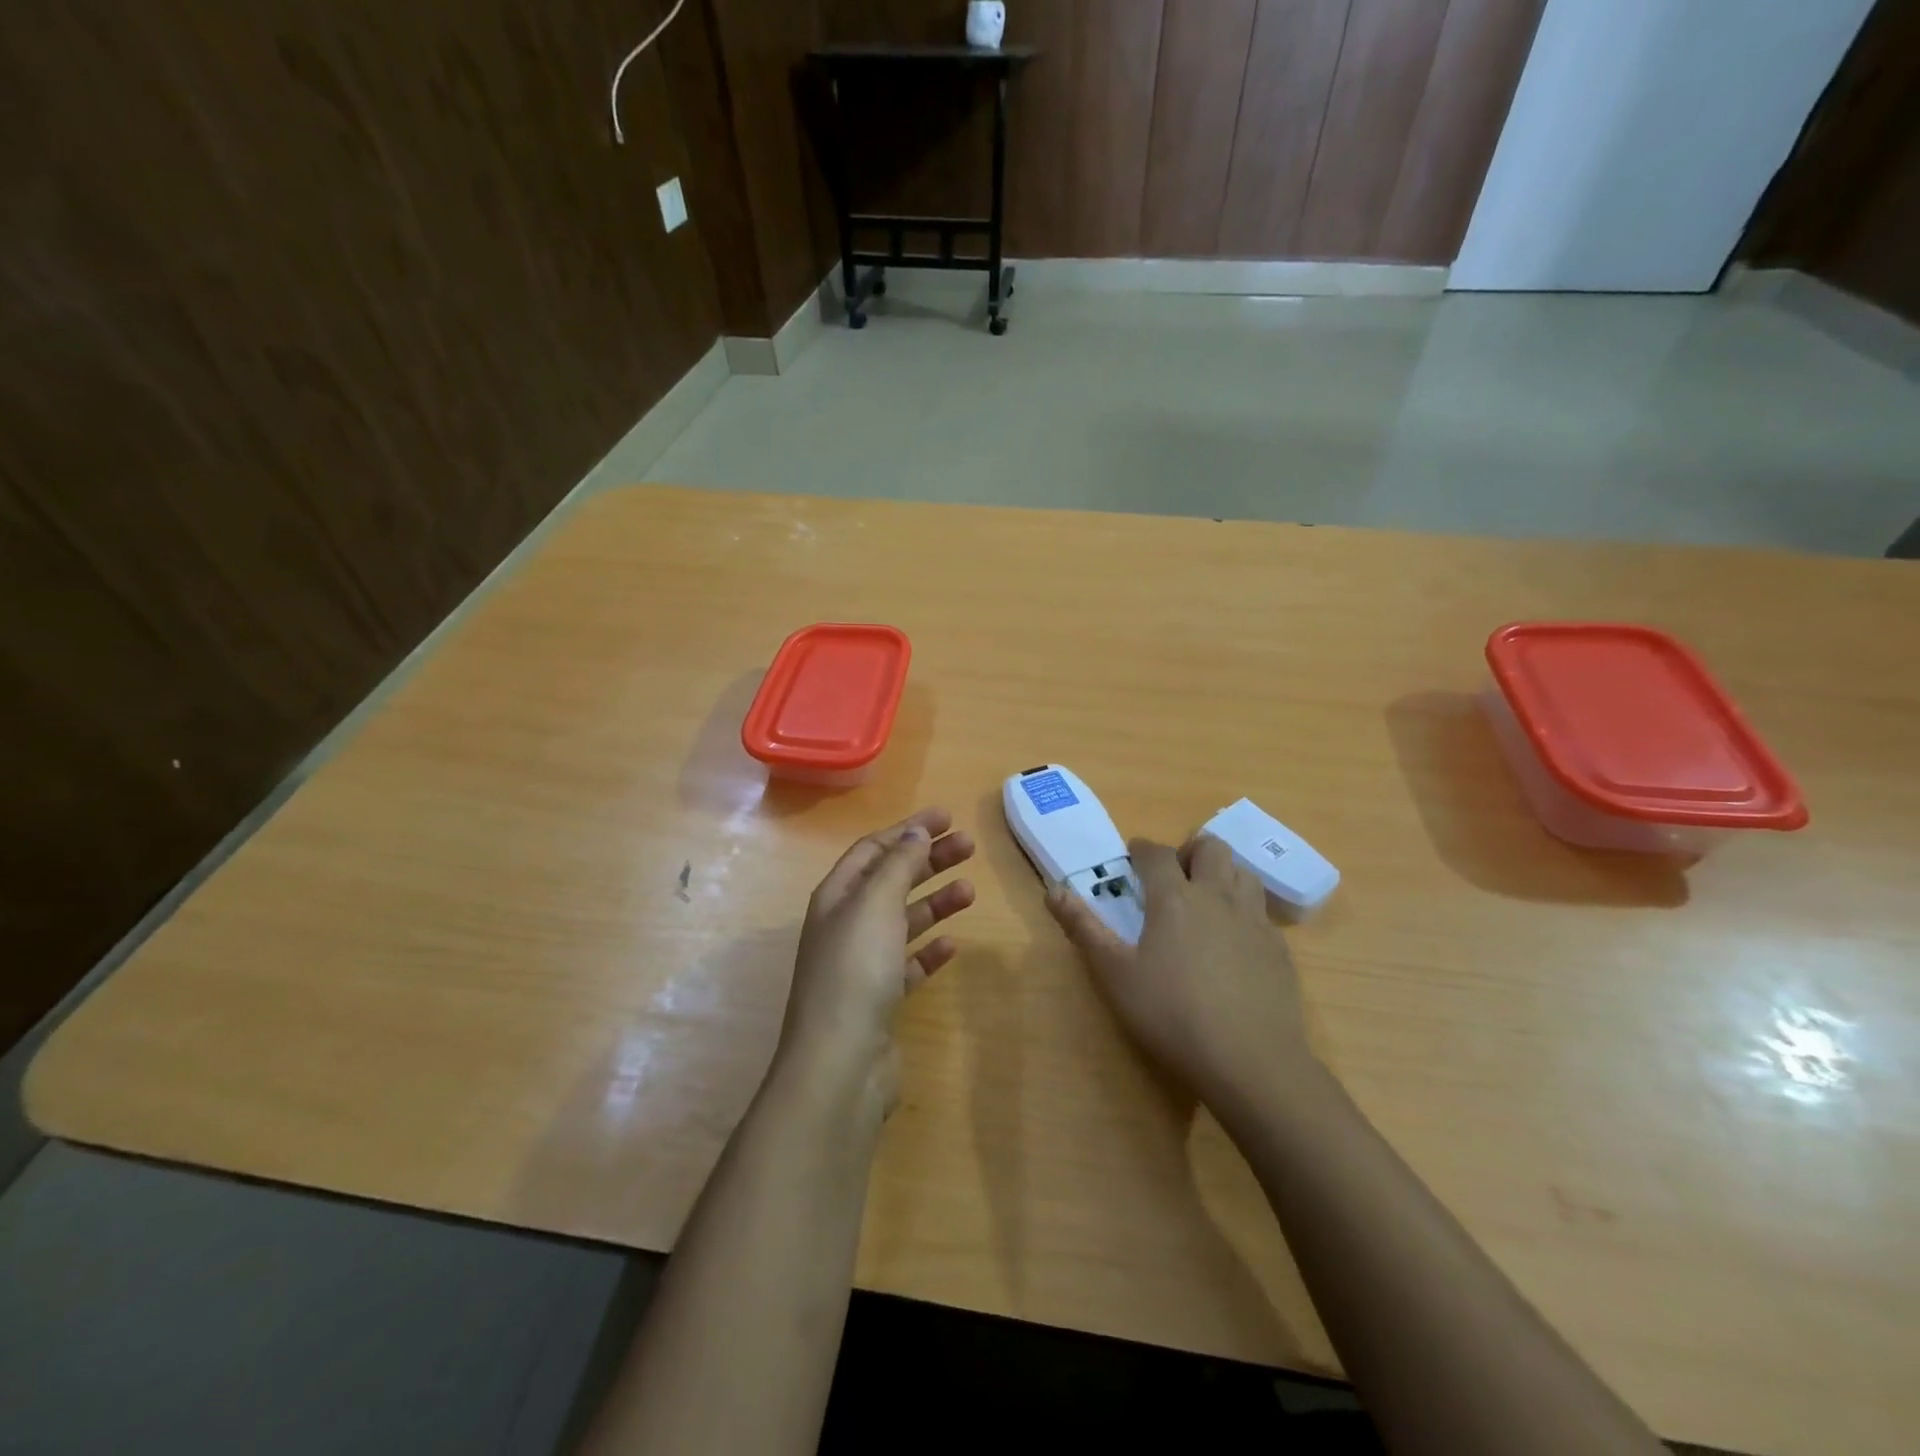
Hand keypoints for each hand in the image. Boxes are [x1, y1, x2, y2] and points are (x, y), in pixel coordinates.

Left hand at [777, 808, 975, 1112]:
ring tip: (970, 892)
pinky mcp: (880, 999)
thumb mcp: (875, 904)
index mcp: (836, 897)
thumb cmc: (856, 970)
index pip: (873, 850)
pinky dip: (929, 950)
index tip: (947, 818)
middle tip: (969, 847)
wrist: (841, 1063)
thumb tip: (914, 831)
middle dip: (928, 860)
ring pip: (903, 921)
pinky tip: (952, 946)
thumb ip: (897, 864)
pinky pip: (908, 964)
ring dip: (935, 902)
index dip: (908, 830)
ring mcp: (861, 965)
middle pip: (891, 881)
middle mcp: (845, 925)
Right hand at [1047, 835, 1318, 1118]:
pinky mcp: (1278, 948)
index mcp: (1174, 898)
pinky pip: (1261, 910)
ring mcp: (1254, 921)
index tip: (1132, 856)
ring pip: (1242, 872)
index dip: (1141, 849)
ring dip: (1221, 873)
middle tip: (1173, 876)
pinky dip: (1243, 909)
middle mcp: (1217, 897)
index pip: (1156, 853)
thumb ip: (1084, 928)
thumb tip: (1053, 890)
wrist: (1251, 1061)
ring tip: (1204, 899)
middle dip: (1188, 850)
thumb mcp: (1114, 974)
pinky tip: (1232, 941)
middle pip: (1210, 847)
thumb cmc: (1171, 1014)